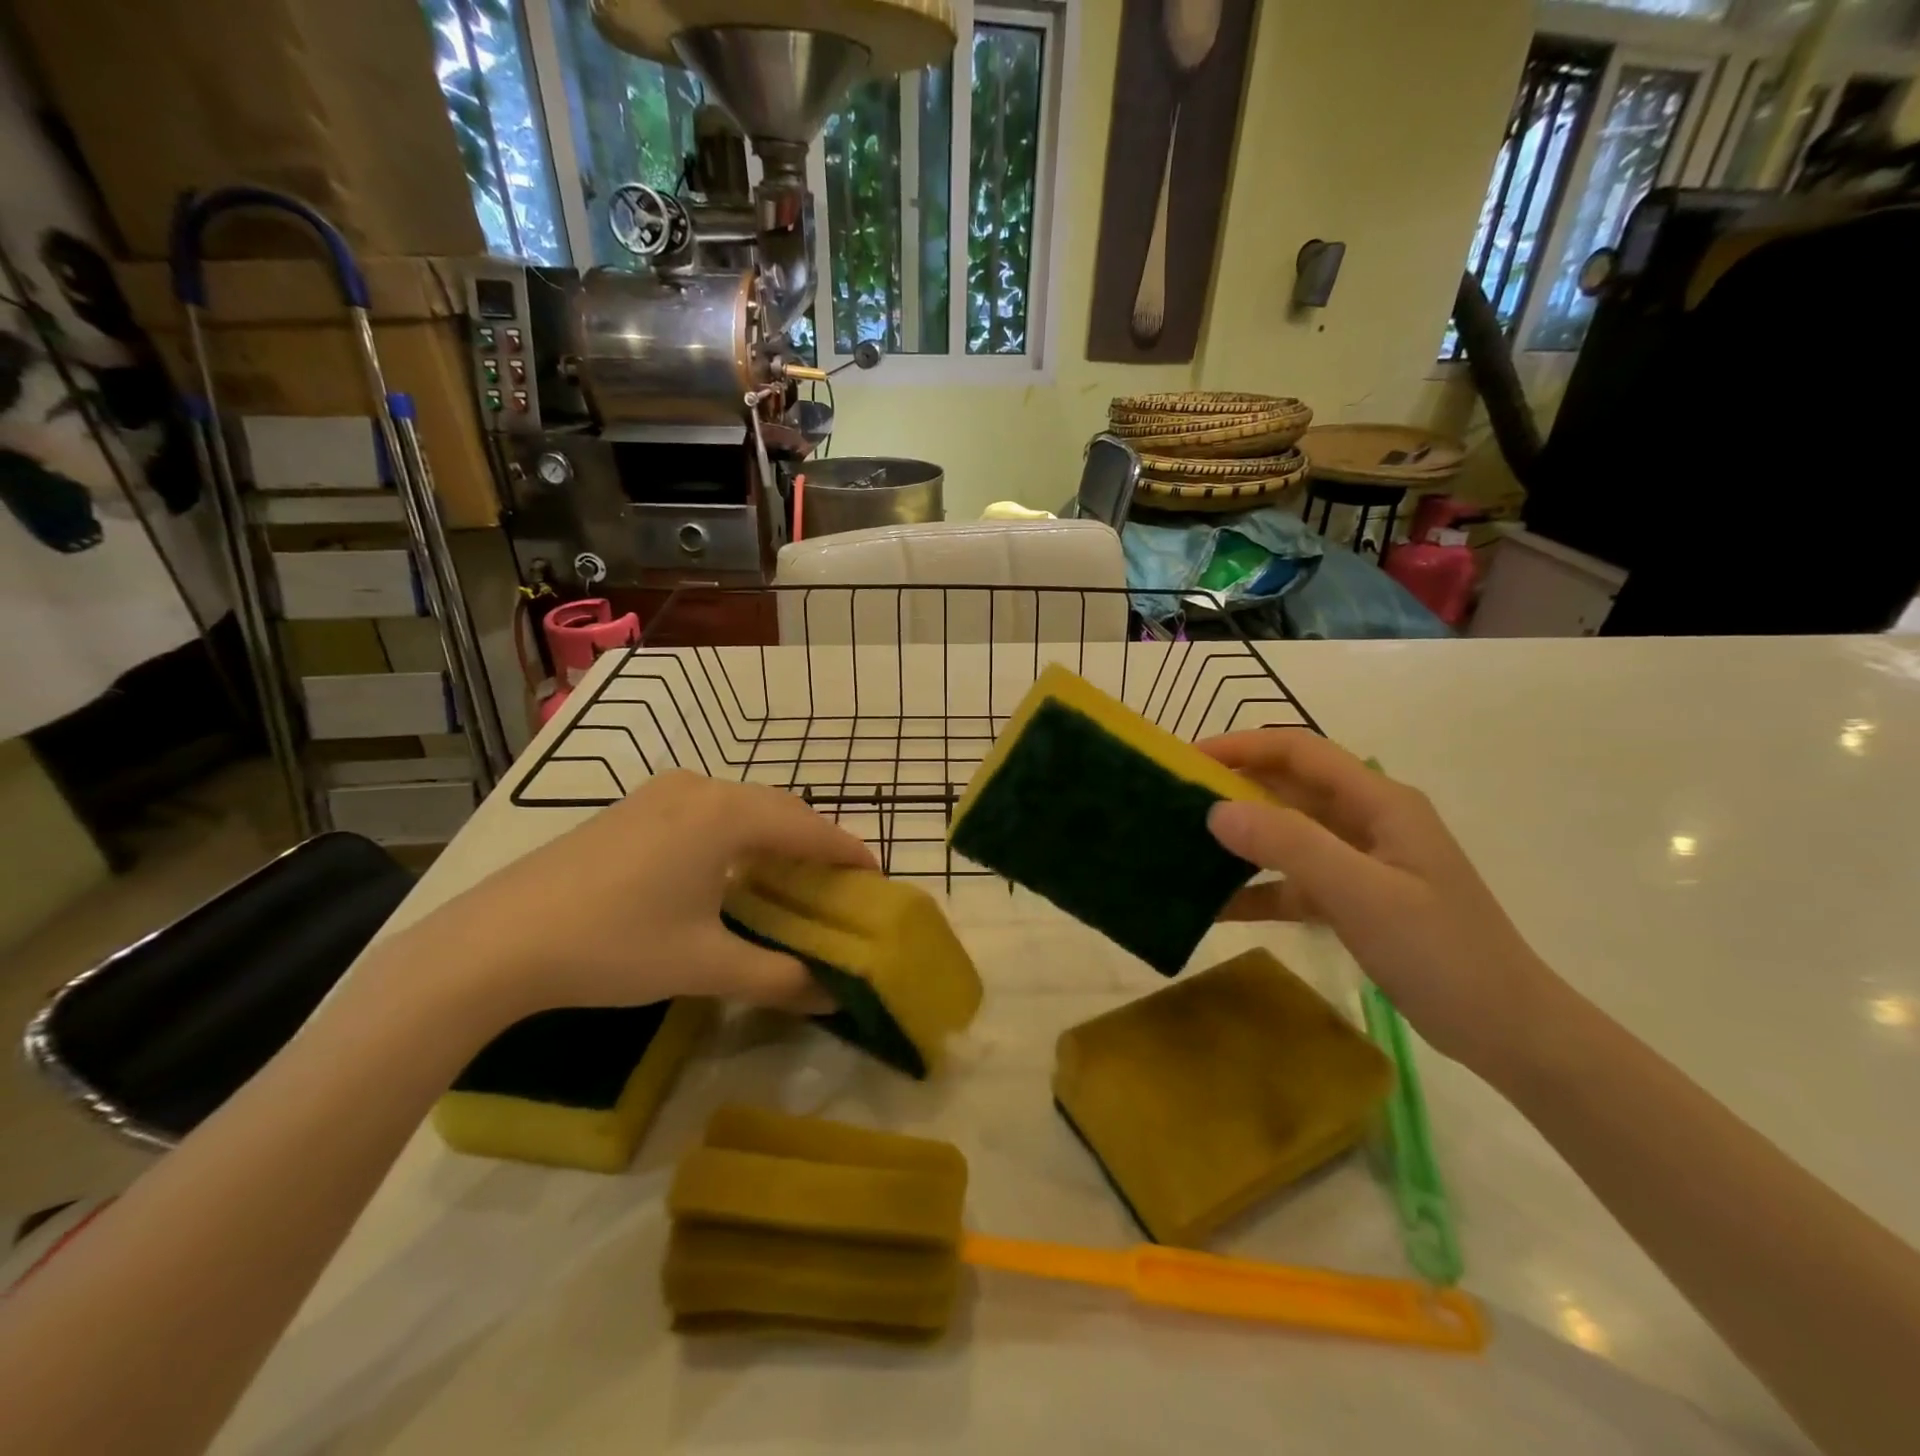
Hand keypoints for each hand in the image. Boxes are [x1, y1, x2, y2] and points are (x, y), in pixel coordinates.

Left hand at [396, 772, 876, 1024]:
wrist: (496, 941)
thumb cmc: (614, 945)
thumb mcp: (704, 965)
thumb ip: (777, 978)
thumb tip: (832, 995)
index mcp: (727, 816)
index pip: (809, 829)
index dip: (848, 853)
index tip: (876, 877)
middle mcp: (700, 788)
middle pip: (779, 809)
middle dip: (814, 841)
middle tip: (836, 882)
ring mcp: (661, 792)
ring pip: (741, 805)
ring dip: (774, 835)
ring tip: (790, 874)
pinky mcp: (632, 806)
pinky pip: (707, 809)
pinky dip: (736, 832)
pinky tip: (728, 867)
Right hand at [1200, 731, 1555, 1068]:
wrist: (1508, 1032)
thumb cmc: (1443, 953)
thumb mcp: (1363, 894)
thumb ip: (1290, 846)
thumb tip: (1215, 810)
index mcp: (1379, 802)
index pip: (1300, 752)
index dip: (1243, 746)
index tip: (1187, 758)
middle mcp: (1367, 822)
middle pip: (1288, 790)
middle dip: (1232, 790)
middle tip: (1173, 803)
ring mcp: (1360, 863)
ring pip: (1287, 836)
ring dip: (1240, 840)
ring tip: (1183, 847)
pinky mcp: (1353, 901)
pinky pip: (1293, 884)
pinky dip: (1256, 890)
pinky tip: (1213, 907)